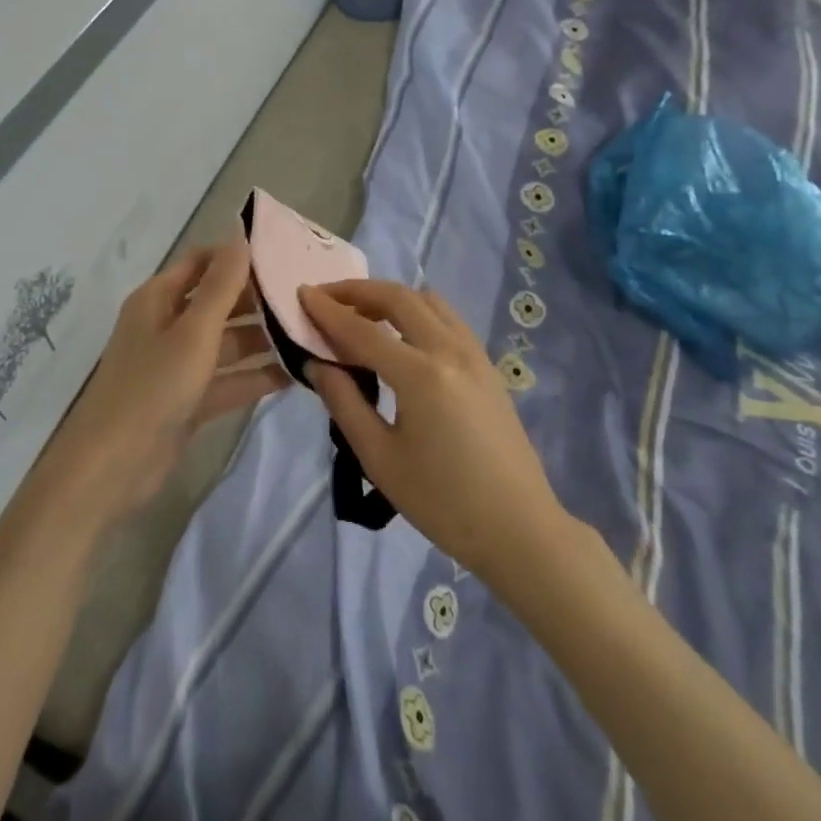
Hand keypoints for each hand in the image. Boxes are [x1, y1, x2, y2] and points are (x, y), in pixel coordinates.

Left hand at [34, 230, 287, 531]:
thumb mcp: (193, 332)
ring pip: (226, 342)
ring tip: (309, 332)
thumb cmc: (152, 387)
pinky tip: (295, 374)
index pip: (202, 262)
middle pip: (217, 301)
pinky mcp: (188, 400)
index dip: (237, 256)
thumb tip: (240, 233)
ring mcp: (177, 365)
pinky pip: (228, 379)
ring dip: (262, 338)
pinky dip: (255, 376)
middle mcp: (167, 325)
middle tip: (306, 296)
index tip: (284, 255)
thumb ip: (222, 285)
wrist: (111, 469)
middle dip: (257, 299)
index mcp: (158, 299)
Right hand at [299, 280, 567, 586]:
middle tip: (327, 297)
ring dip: (390, 297)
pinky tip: (402, 333)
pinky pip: (447, 317)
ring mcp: (474, 353)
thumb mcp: (380, 460)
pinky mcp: (487, 364)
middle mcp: (449, 350)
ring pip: (427, 300)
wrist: (519, 528)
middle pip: (399, 298)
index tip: (301, 293)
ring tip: (361, 313)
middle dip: (358, 291)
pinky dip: (417, 310)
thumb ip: (345, 403)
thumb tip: (318, 364)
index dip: (328, 311)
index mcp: (420, 375)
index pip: (362, 331)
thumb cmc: (443, 503)